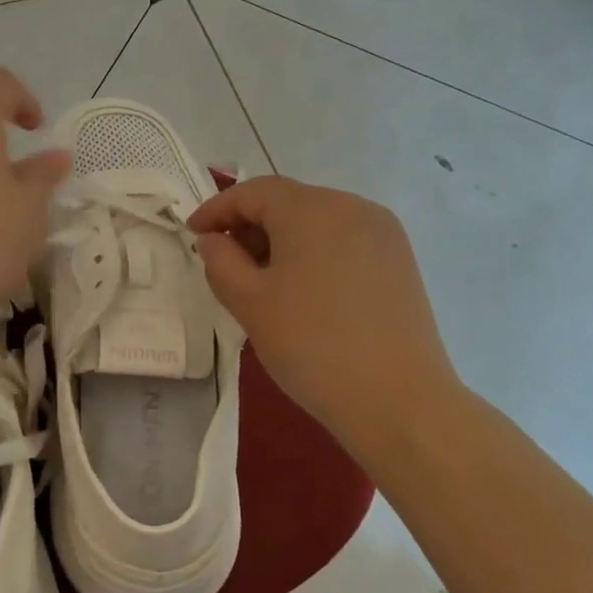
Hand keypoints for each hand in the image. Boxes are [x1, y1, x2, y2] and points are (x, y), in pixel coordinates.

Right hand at [188, 177, 463, 440]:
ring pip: (318, 221)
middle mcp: (352, 207)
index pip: (254, 192)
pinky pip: (344, 241)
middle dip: (250, 225)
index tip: (193, 233)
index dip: (218, 208)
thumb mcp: (249, 302)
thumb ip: (220, 261)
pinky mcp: (399, 261)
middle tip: (224, 262)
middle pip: (289, 202)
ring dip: (282, 240)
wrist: (397, 399)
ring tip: (261, 281)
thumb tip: (214, 239)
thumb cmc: (311, 344)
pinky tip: (303, 290)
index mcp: (312, 209)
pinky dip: (314, 253)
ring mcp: (382, 233)